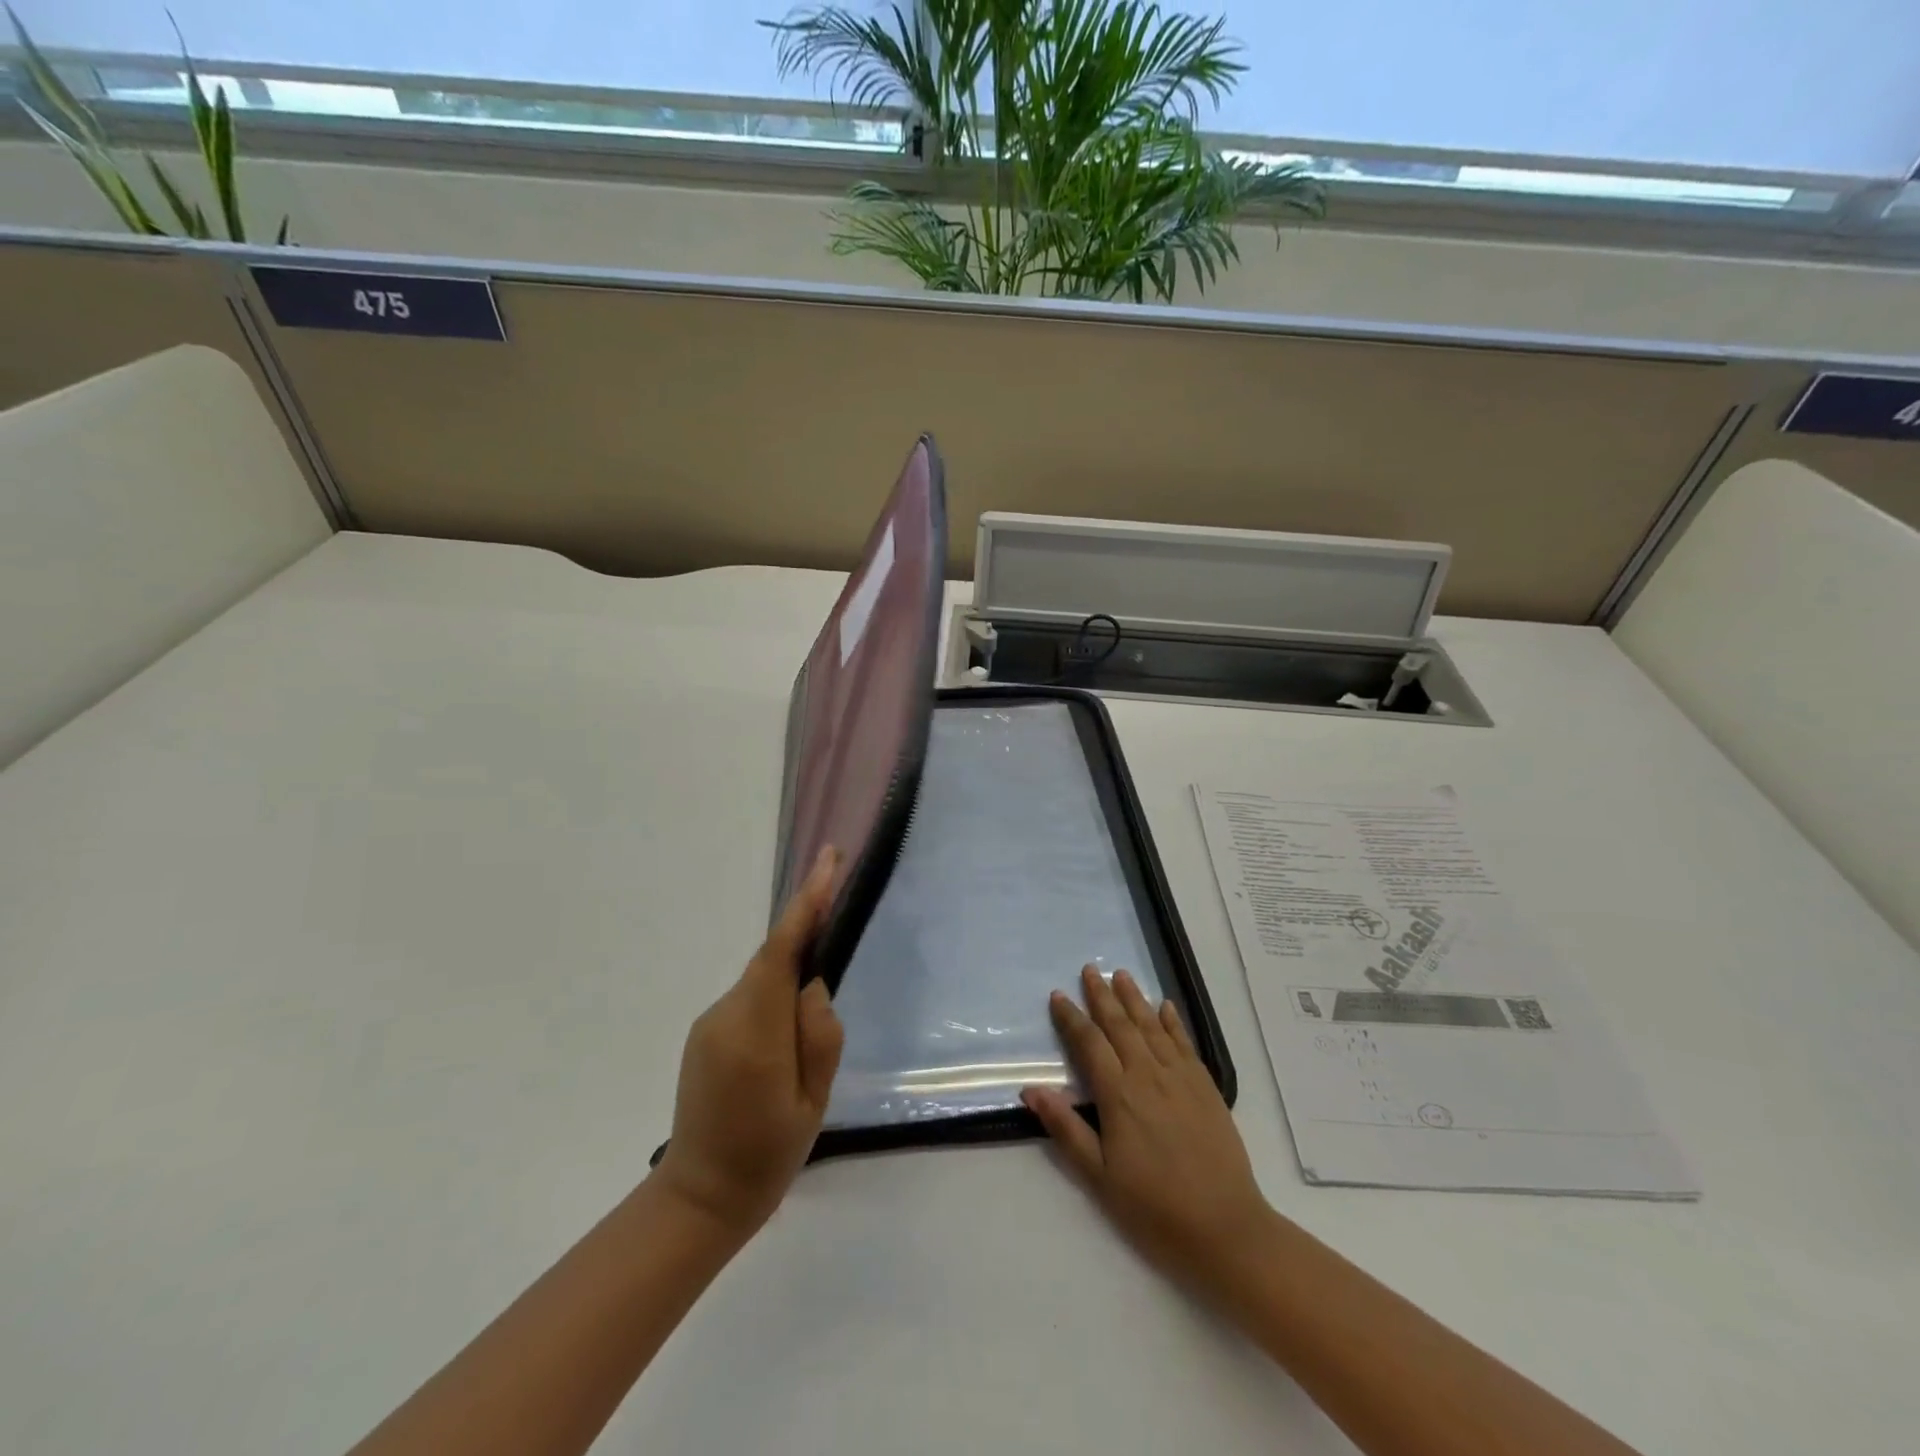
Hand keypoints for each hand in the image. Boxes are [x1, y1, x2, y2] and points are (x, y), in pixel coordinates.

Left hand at [654, 848, 844, 1236]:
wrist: (701, 1196)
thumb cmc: (768, 1154)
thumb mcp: (814, 1100)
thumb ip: (820, 1034)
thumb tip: (812, 984)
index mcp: (755, 1033)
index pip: (781, 950)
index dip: (806, 903)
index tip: (827, 861)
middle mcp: (725, 1015)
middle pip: (773, 961)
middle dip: (805, 937)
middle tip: (838, 933)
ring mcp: (709, 1022)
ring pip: (763, 980)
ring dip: (790, 982)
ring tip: (808, 1034)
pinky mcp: (704, 1033)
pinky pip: (750, 998)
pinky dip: (773, 999)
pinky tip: (784, 1041)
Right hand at [1022, 965, 1274, 1298]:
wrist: (1225, 1229)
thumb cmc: (1154, 1208)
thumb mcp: (1099, 1176)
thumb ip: (1066, 1128)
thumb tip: (1031, 1089)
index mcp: (1119, 1095)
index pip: (1089, 1044)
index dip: (1072, 1018)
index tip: (1059, 996)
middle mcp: (1148, 1075)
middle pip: (1120, 1025)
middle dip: (1102, 995)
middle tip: (1090, 969)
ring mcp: (1181, 1078)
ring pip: (1152, 1026)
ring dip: (1135, 998)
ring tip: (1121, 974)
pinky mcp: (1206, 1087)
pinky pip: (1185, 1043)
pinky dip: (1173, 1022)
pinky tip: (1166, 1006)